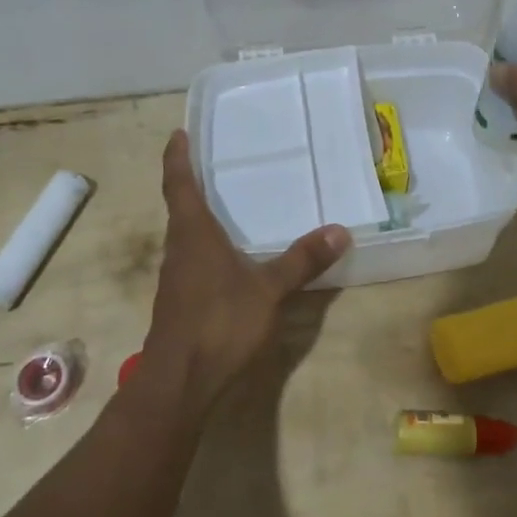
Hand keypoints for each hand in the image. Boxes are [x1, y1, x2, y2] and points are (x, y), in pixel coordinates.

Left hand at [138, 129, 351, 410]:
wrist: (179, 382)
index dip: (176, 157)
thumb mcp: (269, 290)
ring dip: (199, 218)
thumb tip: (340, 230)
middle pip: (180, 208)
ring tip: (226, 206)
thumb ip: (302, 261)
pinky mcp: (180, 302)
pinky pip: (192, 261)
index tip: (177, 134)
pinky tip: (229, 259)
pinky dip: (207, 248)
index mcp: (192, 234)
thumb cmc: (219, 322)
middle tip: (215, 164)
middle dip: (192, 185)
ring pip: (186, 237)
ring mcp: (176, 278)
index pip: (178, 184)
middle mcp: (178, 249)